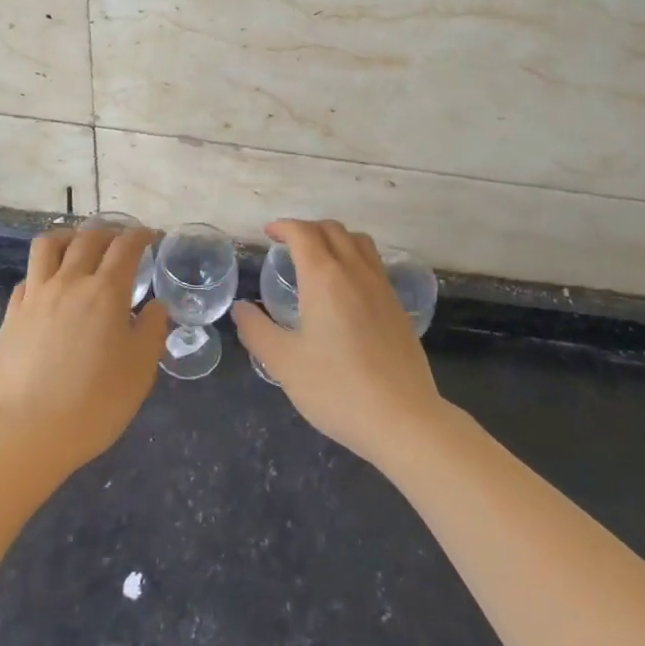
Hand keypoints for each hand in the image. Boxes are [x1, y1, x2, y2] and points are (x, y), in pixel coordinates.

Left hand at [0, 227, 167, 469]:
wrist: (28, 431)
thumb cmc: (95, 402)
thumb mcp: (140, 370)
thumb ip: (152, 330)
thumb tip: (156, 306)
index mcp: (106, 292)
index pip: (126, 246)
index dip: (142, 235)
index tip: (152, 237)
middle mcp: (70, 282)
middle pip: (89, 238)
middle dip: (110, 232)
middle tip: (122, 243)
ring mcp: (36, 295)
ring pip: (50, 245)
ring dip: (70, 237)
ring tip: (80, 247)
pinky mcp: (13, 313)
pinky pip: (29, 276)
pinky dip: (44, 270)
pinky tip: (51, 285)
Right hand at [232, 219, 446, 464]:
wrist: (403, 418)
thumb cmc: (337, 388)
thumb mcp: (284, 363)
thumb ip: (257, 331)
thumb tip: (241, 309)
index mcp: (324, 277)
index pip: (303, 233)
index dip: (283, 226)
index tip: (268, 233)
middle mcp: (355, 272)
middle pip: (332, 229)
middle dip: (307, 228)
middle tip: (287, 245)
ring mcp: (382, 287)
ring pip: (359, 242)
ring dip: (334, 238)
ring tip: (318, 258)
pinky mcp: (398, 306)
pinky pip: (374, 263)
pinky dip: (354, 257)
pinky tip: (346, 288)